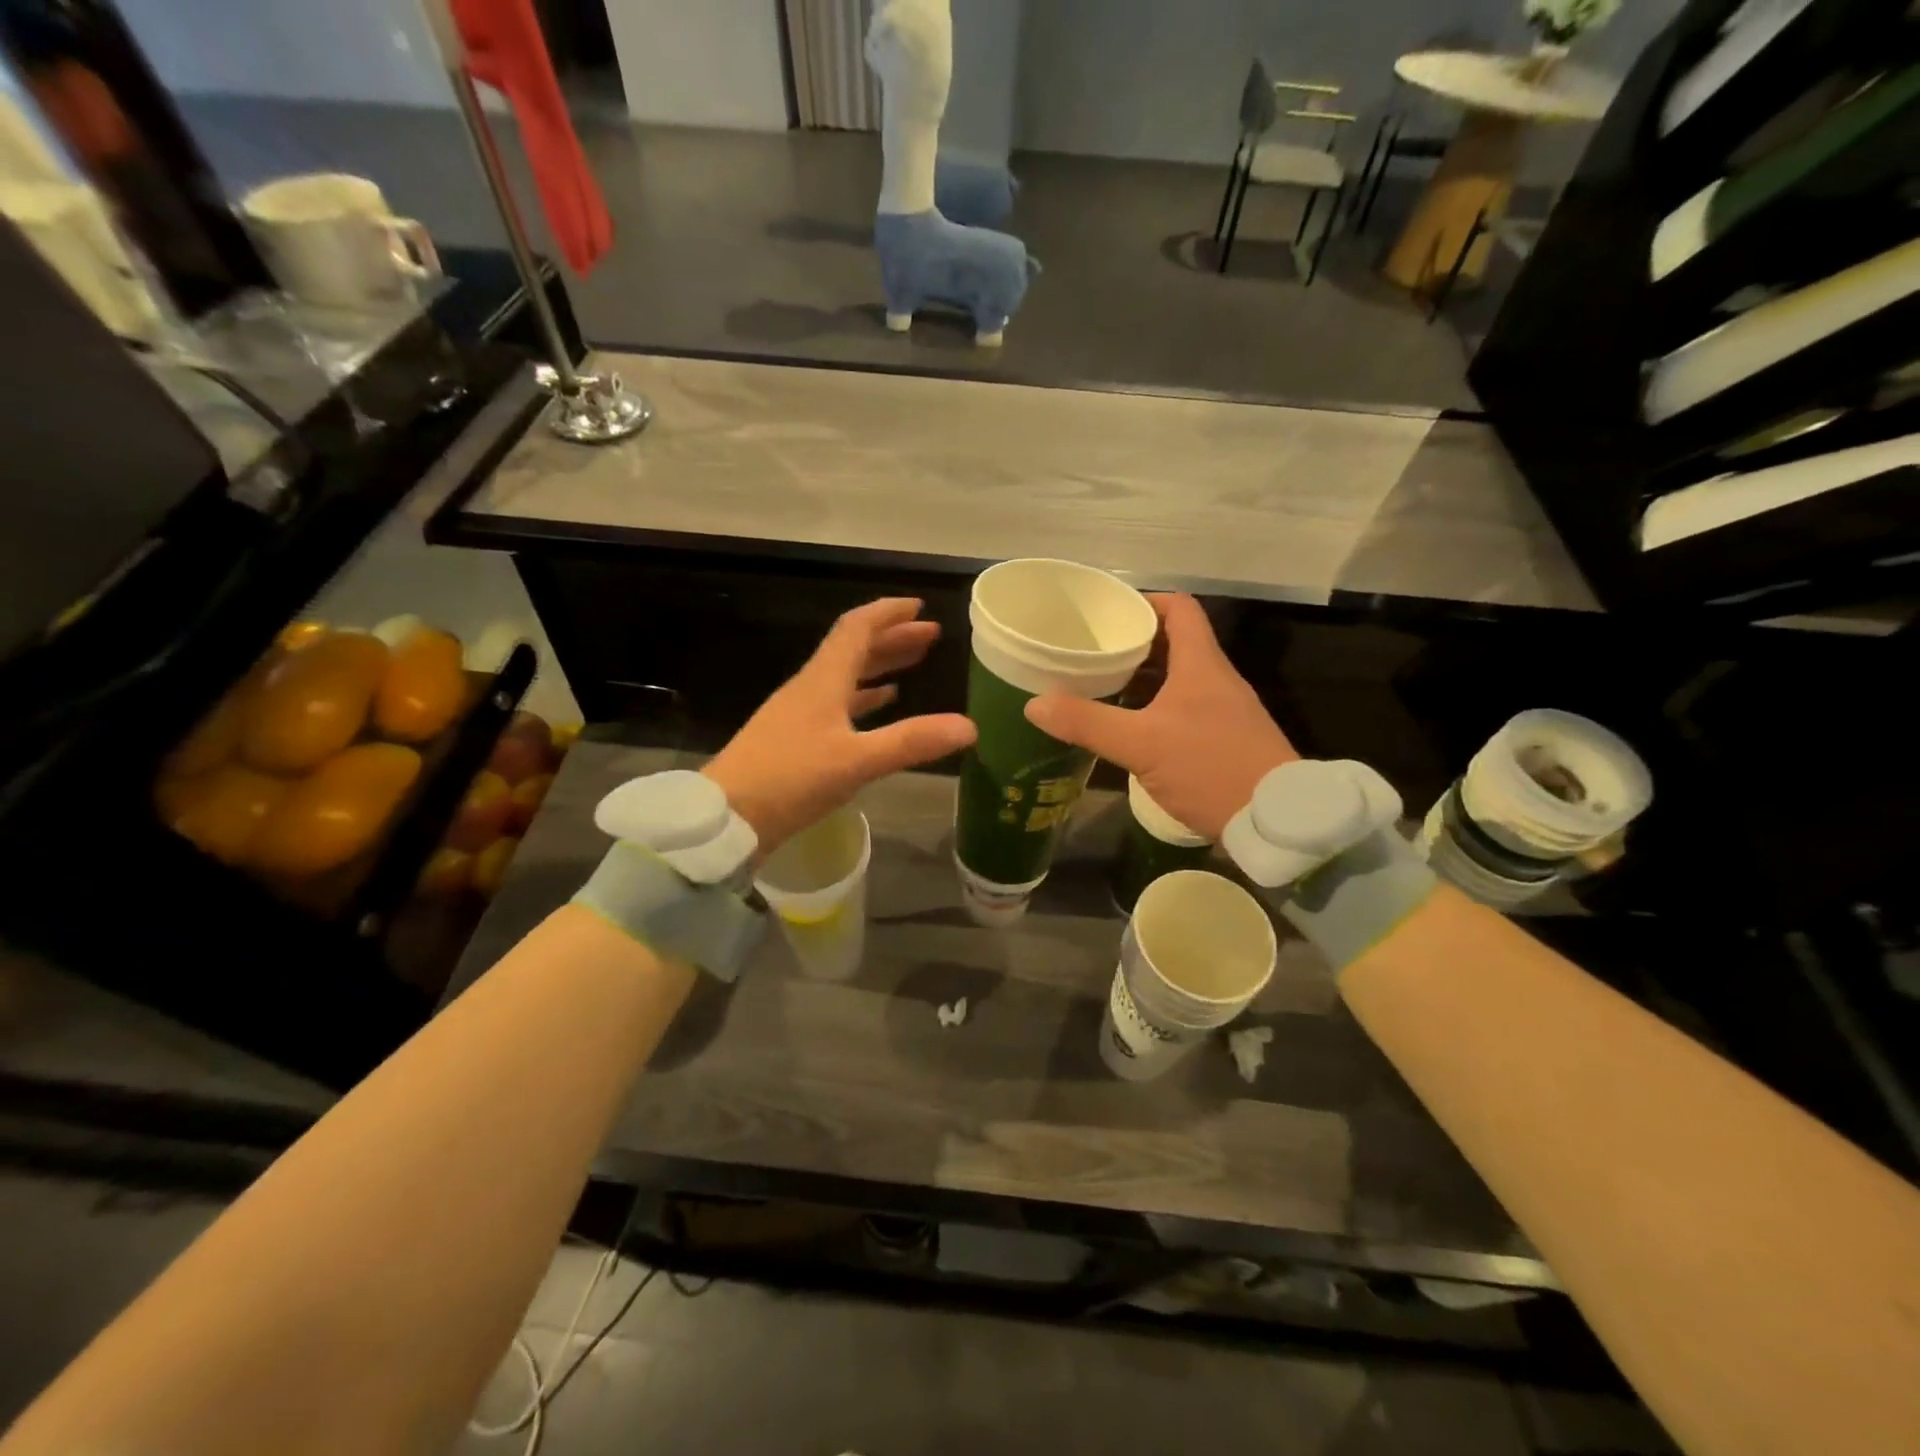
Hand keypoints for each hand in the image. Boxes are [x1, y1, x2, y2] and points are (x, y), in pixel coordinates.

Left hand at [703, 599, 975, 853]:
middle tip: (930, 635)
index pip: (857, 628)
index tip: (919, 606)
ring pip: (846, 676)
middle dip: (893, 638)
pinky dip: (863, 698)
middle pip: (854, 649)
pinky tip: (880, 705)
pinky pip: (837, 704)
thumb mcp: (857, 761)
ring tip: (914, 663)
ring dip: (880, 666)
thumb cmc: (790, 779)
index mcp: (823, 680)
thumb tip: (970, 726)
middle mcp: (811, 688)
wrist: (727, 816)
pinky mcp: (795, 739)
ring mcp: (800, 713)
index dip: (888, 613)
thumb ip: (912, 742)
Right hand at [1024, 593, 1294, 840]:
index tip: (1108, 613)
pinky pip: (1184, 709)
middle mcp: (1216, 679)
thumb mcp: (1141, 745)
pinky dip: (1154, 709)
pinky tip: (1130, 730)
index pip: (1179, 609)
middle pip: (1174, 644)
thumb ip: (1088, 723)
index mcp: (1201, 664)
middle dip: (1132, 645)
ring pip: (1177, 679)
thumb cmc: (1210, 768)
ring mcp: (1224, 711)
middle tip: (1090, 653)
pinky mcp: (1225, 739)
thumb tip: (1034, 705)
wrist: (1276, 821)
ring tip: (1100, 688)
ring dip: (1142, 680)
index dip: (1144, 602)